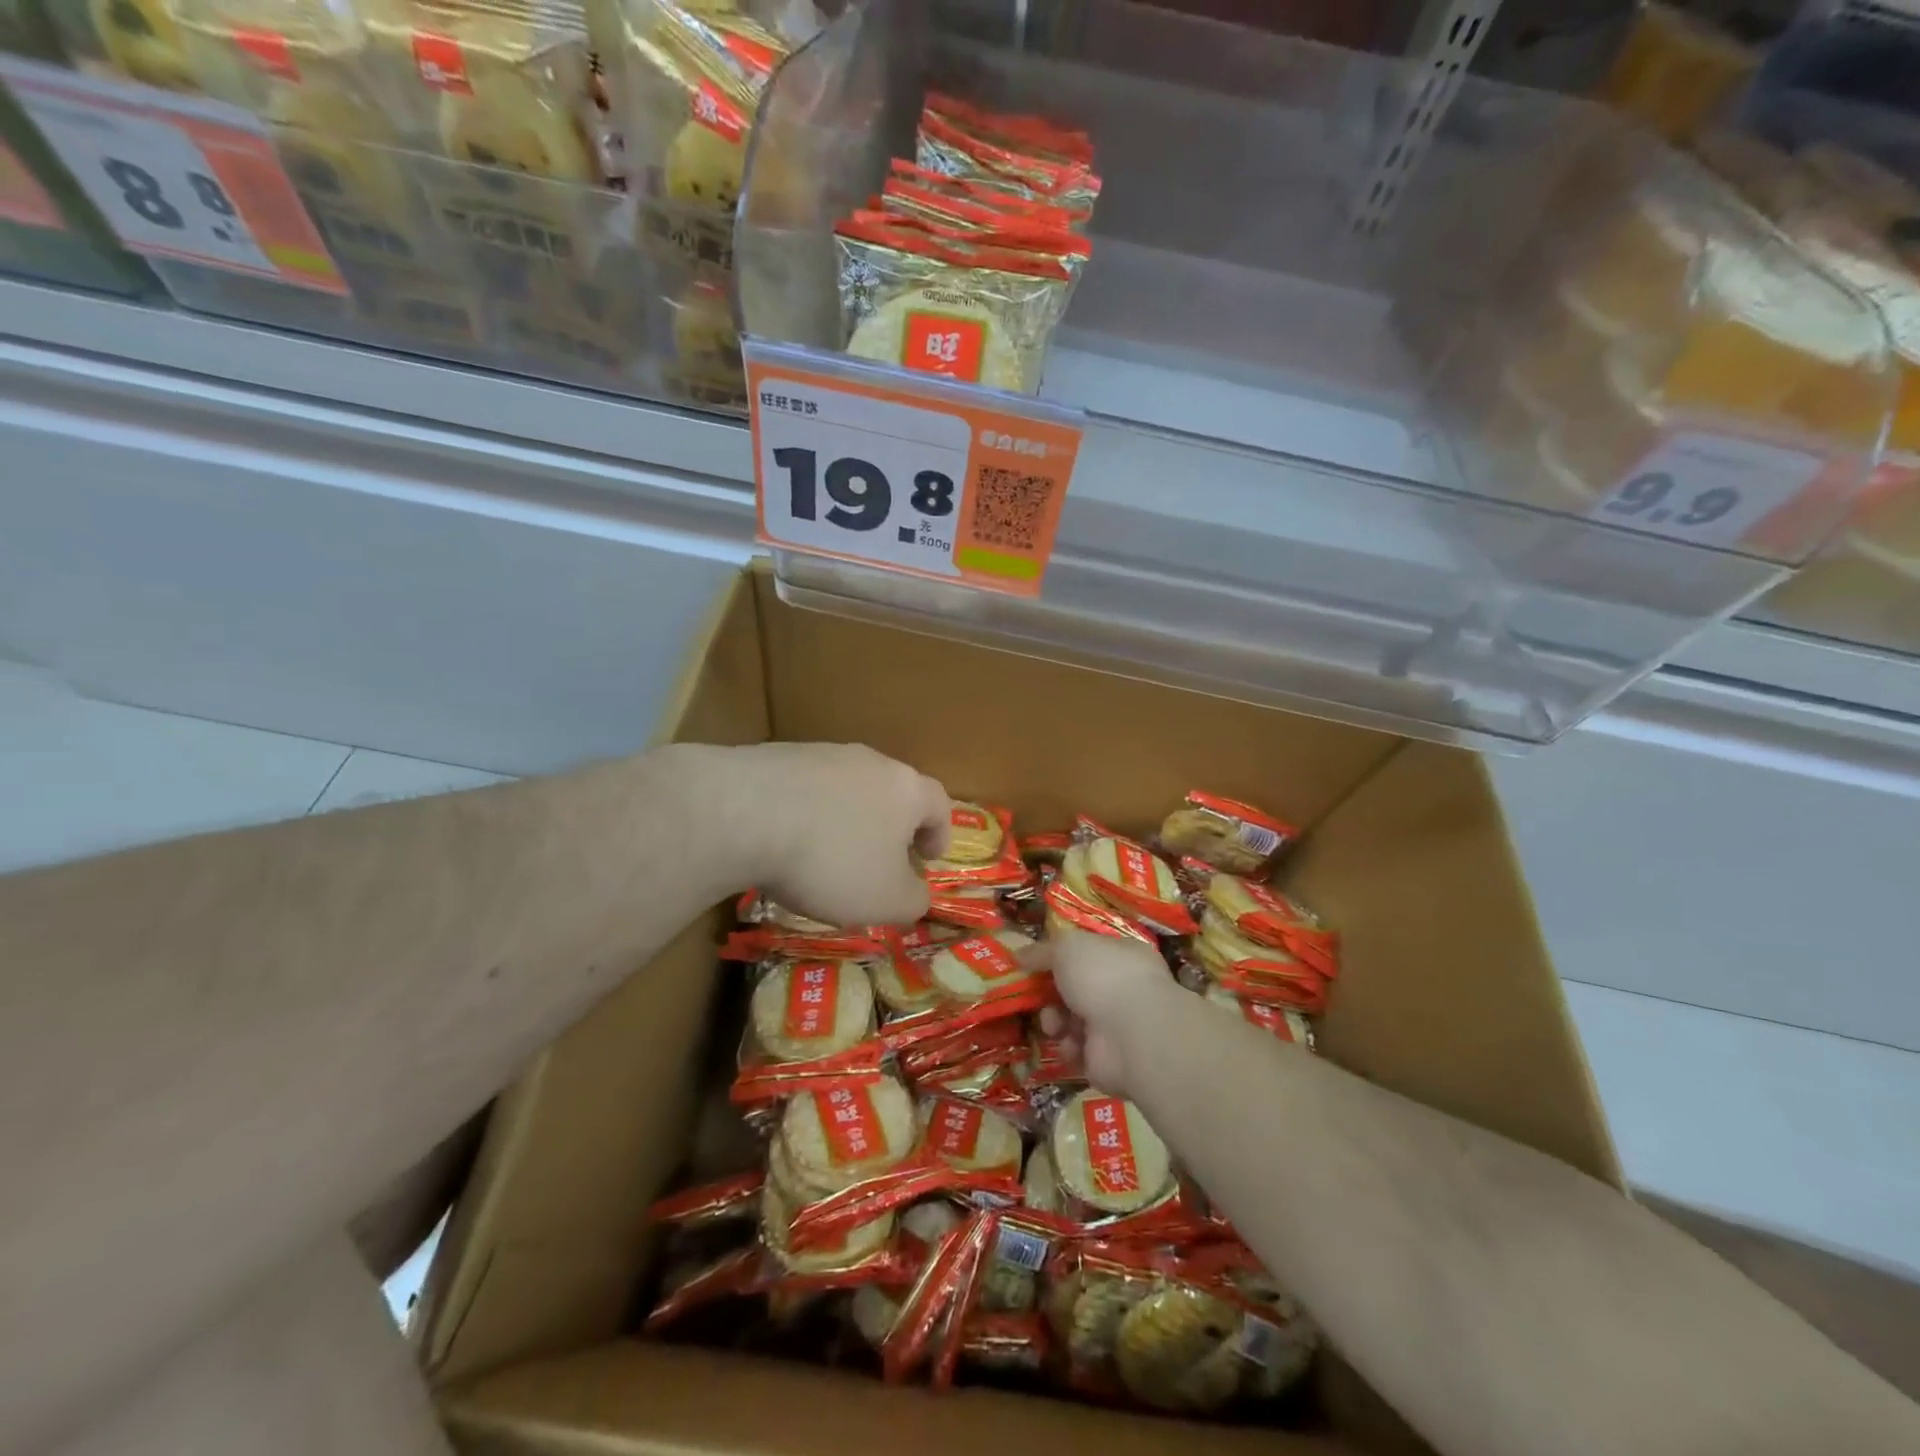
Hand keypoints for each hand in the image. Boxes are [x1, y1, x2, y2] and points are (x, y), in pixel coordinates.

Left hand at [720, 742, 949, 926]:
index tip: (928, 858)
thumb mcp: (886, 901)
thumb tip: (917, 894)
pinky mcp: (777, 756)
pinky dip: (804, 813)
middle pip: (891, 791)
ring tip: (826, 854)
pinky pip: (803, 788)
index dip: (939, 833)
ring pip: (846, 787)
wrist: (744, 814)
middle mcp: (870, 762)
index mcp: (906, 790)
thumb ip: (913, 901)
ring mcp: (821, 754)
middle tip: (879, 859)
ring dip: (845, 818)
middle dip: (889, 825)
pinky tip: (784, 841)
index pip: (938, 803)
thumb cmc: (832, 860)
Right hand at [1036, 928, 1182, 1096]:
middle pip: (1076, 989)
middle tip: (1036, 997)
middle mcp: (1123, 989)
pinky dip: (1069, 1048)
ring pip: (1072, 1020)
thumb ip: (1042, 951)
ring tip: (1054, 1023)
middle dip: (1051, 994)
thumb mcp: (1066, 947)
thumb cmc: (1102, 976)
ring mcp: (1118, 1026)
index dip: (1059, 958)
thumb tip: (1020, 955)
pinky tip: (1072, 1045)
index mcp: (1122, 955)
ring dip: (1055, 1021)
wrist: (1131, 1033)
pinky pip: (1077, 1051)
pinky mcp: (1108, 1060)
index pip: (1088, 954)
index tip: (1033, 965)